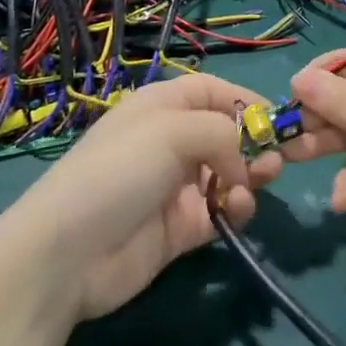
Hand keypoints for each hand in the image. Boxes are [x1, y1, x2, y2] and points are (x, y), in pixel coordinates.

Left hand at [0, 73, 281, 321]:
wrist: (68, 254)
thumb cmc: (119, 171)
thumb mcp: (172, 130)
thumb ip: (221, 132)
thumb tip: (243, 161)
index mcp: (162, 107)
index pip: (211, 91)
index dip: (244, 99)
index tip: (277, 118)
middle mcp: (171, 142)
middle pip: (226, 133)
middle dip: (255, 142)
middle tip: (275, 160)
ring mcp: (176, 187)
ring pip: (229, 173)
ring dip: (250, 176)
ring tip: (259, 182)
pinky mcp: (181, 228)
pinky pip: (221, 211)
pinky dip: (235, 209)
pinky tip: (235, 210)